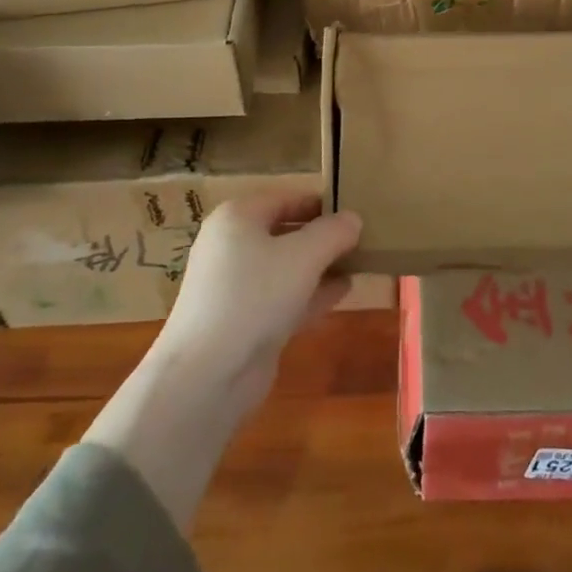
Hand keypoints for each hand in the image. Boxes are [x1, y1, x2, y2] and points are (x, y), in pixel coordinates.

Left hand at [152, 191, 361, 415]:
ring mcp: (236, 285)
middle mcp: (232, 245)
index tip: (356, 209)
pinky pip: (284, 295)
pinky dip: (312, 292)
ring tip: (360, 261)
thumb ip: (333, 232)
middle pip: (286, 231)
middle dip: (323, 236)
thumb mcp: (305, 255)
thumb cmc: (255, 295)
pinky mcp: (244, 320)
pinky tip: (344, 290)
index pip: (287, 197)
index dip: (322, 202)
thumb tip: (353, 219)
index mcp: (238, 217)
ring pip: (286, 266)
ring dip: (321, 264)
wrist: (208, 373)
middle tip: (363, 237)